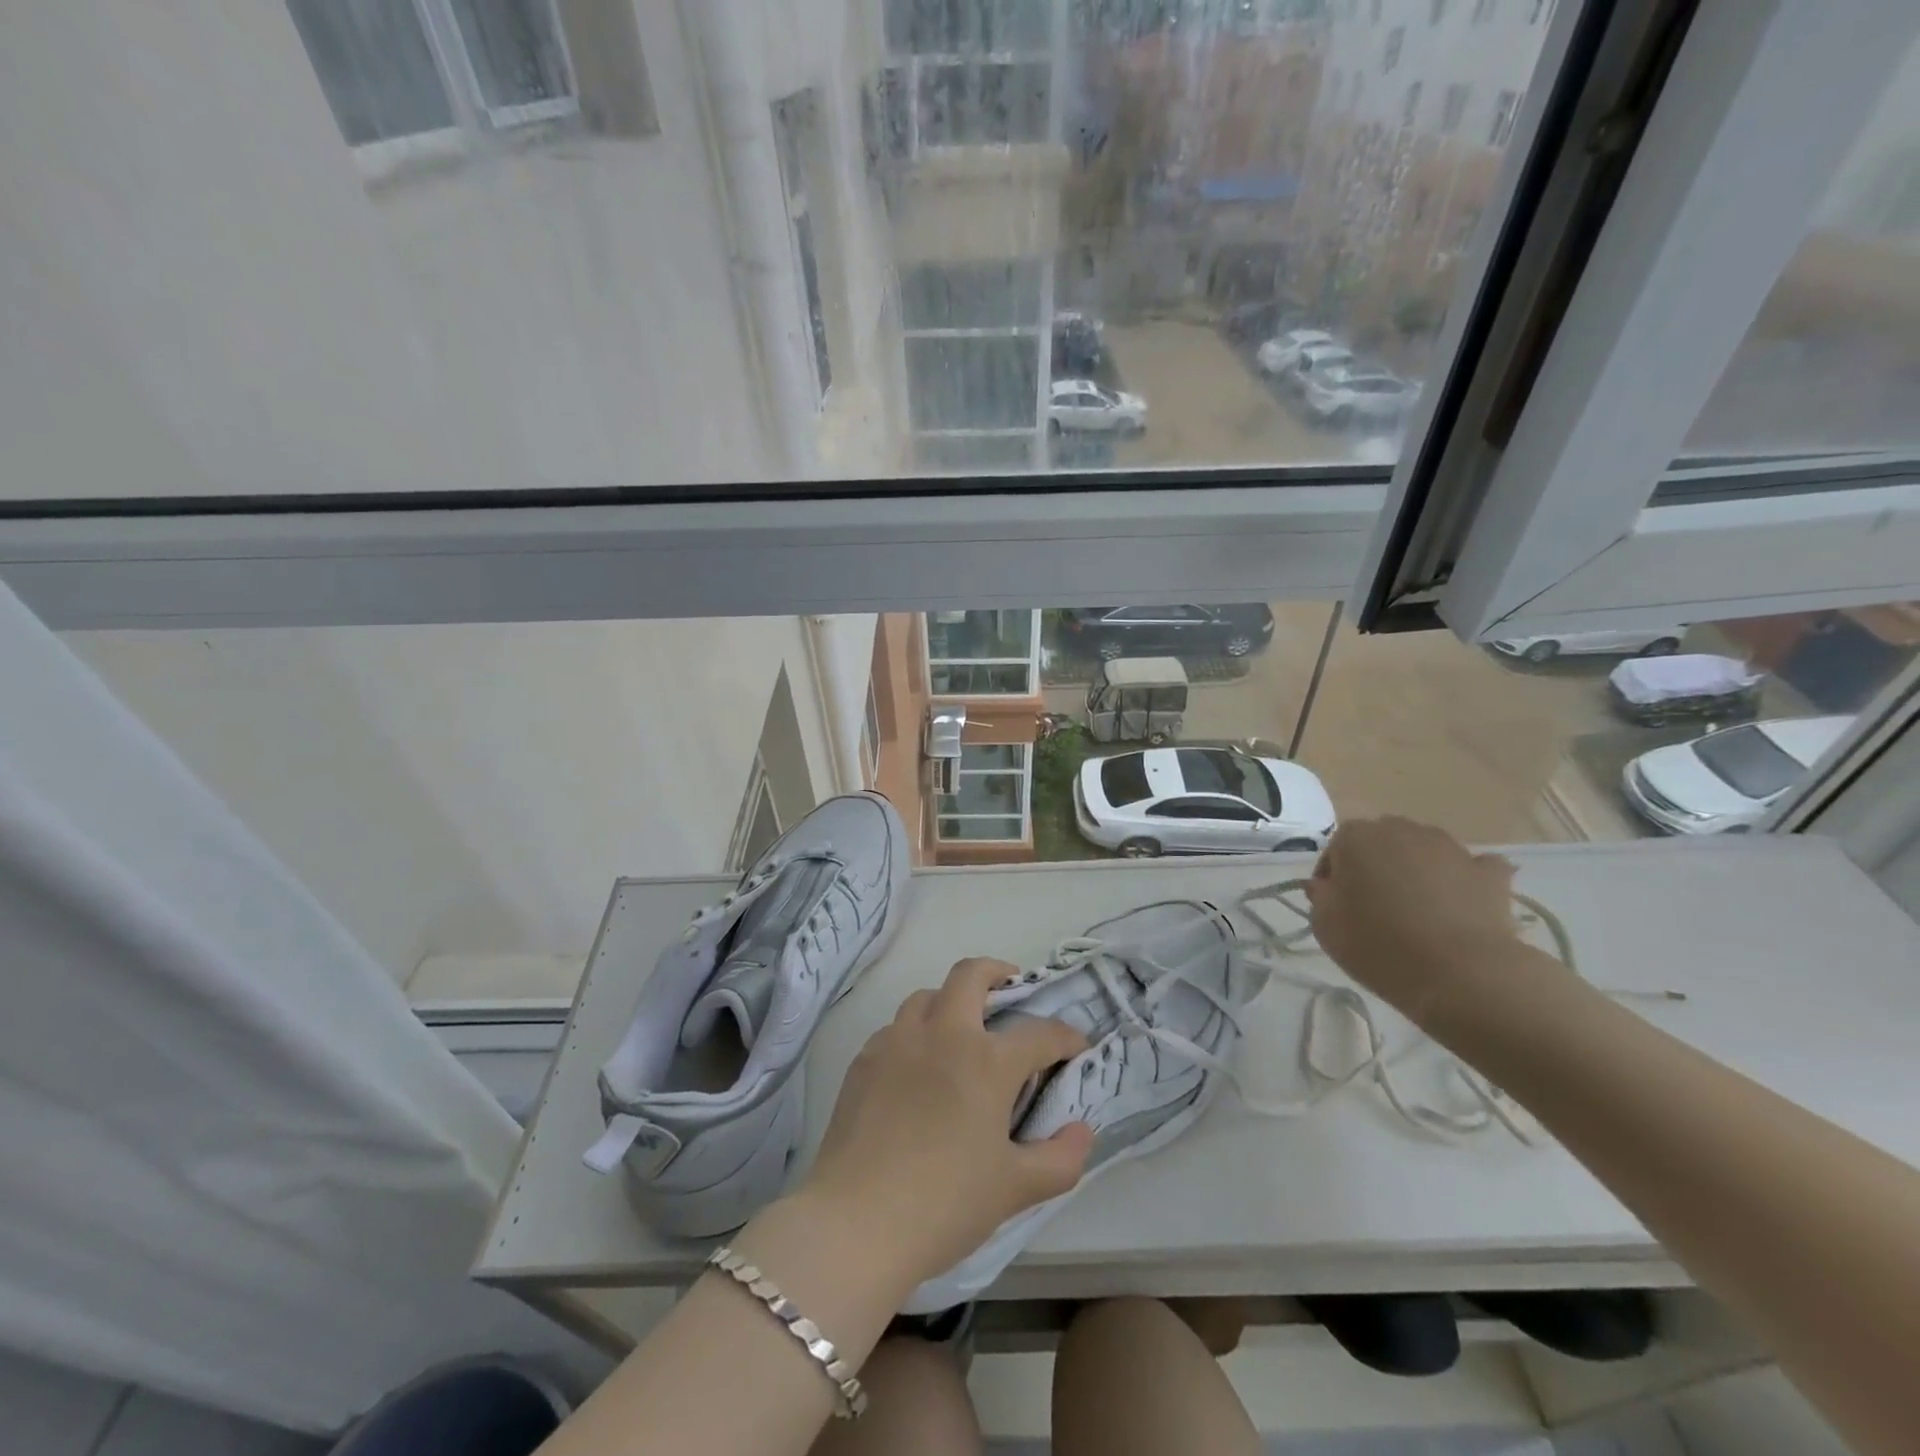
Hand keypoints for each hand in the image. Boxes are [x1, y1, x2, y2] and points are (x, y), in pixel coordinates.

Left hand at [798, 956, 1093, 1292]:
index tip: (1076, 1046)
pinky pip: (895, 1029)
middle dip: (996, 972)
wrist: (856, 1222)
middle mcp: (942, 1034)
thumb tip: (1082, 1132)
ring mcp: (897, 1042)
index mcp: (986, 1060)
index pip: (1039, 1033)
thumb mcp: (1015, 1189)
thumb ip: (1060, 1159)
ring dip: (949, 1002)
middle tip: (1010, 988)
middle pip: (970, 975)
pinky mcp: (864, 1060)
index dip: (1065, 1036)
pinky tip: (917, 1069)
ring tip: (960, 1030)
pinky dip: (915, 1034)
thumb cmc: (945, 1202)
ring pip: (926, 996)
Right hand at [1306, 816, 1533, 1019]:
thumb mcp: (1324, 926)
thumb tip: (1329, 885)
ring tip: (1418, 909)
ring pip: (1424, 850)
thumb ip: (1320, 896)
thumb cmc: (1378, 945)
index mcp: (1355, 837)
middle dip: (1376, 866)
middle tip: (1375, 905)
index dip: (1333, 877)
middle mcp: (1401, 830)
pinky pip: (1473, 867)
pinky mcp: (1490, 873)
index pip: (1335, 849)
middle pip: (1381, 843)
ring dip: (1417, 869)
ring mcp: (1450, 847)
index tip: (1336, 906)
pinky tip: (1461, 903)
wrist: (1460, 974)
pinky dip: (1465, 879)